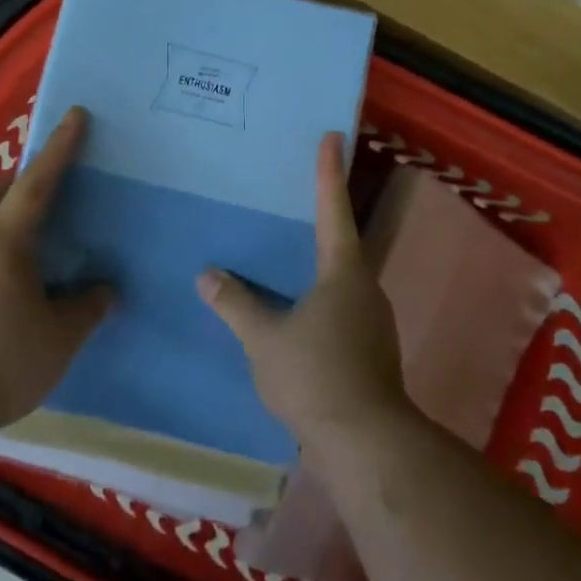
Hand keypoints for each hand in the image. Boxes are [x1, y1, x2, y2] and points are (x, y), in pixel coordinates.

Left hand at [0, 106, 113, 432]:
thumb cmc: (2, 361)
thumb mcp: (60, 337)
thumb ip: (87, 307)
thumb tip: (105, 289)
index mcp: (6, 242)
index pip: (37, 183)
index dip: (60, 148)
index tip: (75, 115)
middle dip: (20, 183)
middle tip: (47, 197)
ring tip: (25, 242)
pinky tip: (0, 281)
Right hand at [197, 131, 410, 453]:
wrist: (366, 443)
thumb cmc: (316, 376)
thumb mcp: (264, 339)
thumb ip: (236, 305)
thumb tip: (208, 276)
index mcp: (343, 273)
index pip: (333, 211)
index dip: (329, 173)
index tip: (332, 137)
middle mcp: (365, 288)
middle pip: (342, 243)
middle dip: (323, 217)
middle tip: (298, 196)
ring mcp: (372, 320)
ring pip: (342, 279)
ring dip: (319, 264)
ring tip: (289, 257)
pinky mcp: (370, 349)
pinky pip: (341, 307)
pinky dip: (319, 297)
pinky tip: (297, 312)